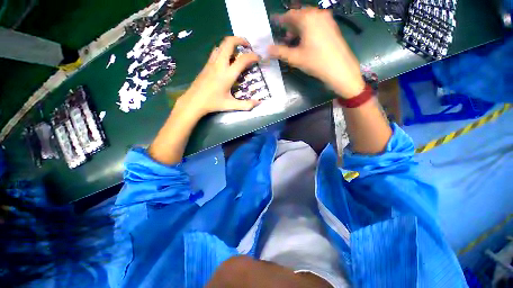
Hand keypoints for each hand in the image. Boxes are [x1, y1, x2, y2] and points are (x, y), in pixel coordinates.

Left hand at [175, 36, 260, 119]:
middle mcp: (219, 65)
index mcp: (227, 75)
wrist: (194, 101)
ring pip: (221, 45)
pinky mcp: (206, 64)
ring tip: (238, 51)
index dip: (252, 56)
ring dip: (231, 44)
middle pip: (229, 42)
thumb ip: (246, 105)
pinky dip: (224, 50)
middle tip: (247, 45)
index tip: (258, 58)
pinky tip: (227, 59)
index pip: (242, 59)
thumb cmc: (213, 103)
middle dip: (240, 40)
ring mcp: (211, 63)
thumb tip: (258, 103)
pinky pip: (216, 51)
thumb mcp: (231, 105)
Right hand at [268, 8, 364, 98]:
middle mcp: (317, 14)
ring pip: (308, 20)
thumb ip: (280, 52)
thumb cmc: (315, 62)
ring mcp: (327, 19)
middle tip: (283, 37)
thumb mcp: (295, 58)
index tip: (273, 22)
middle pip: (299, 16)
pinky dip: (307, 29)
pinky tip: (305, 41)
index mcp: (307, 18)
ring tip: (292, 41)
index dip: (280, 19)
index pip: (289, 15)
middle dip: (290, 26)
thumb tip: (267, 49)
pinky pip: (316, 23)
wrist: (340, 68)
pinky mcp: (332, 26)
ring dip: (298, 28)